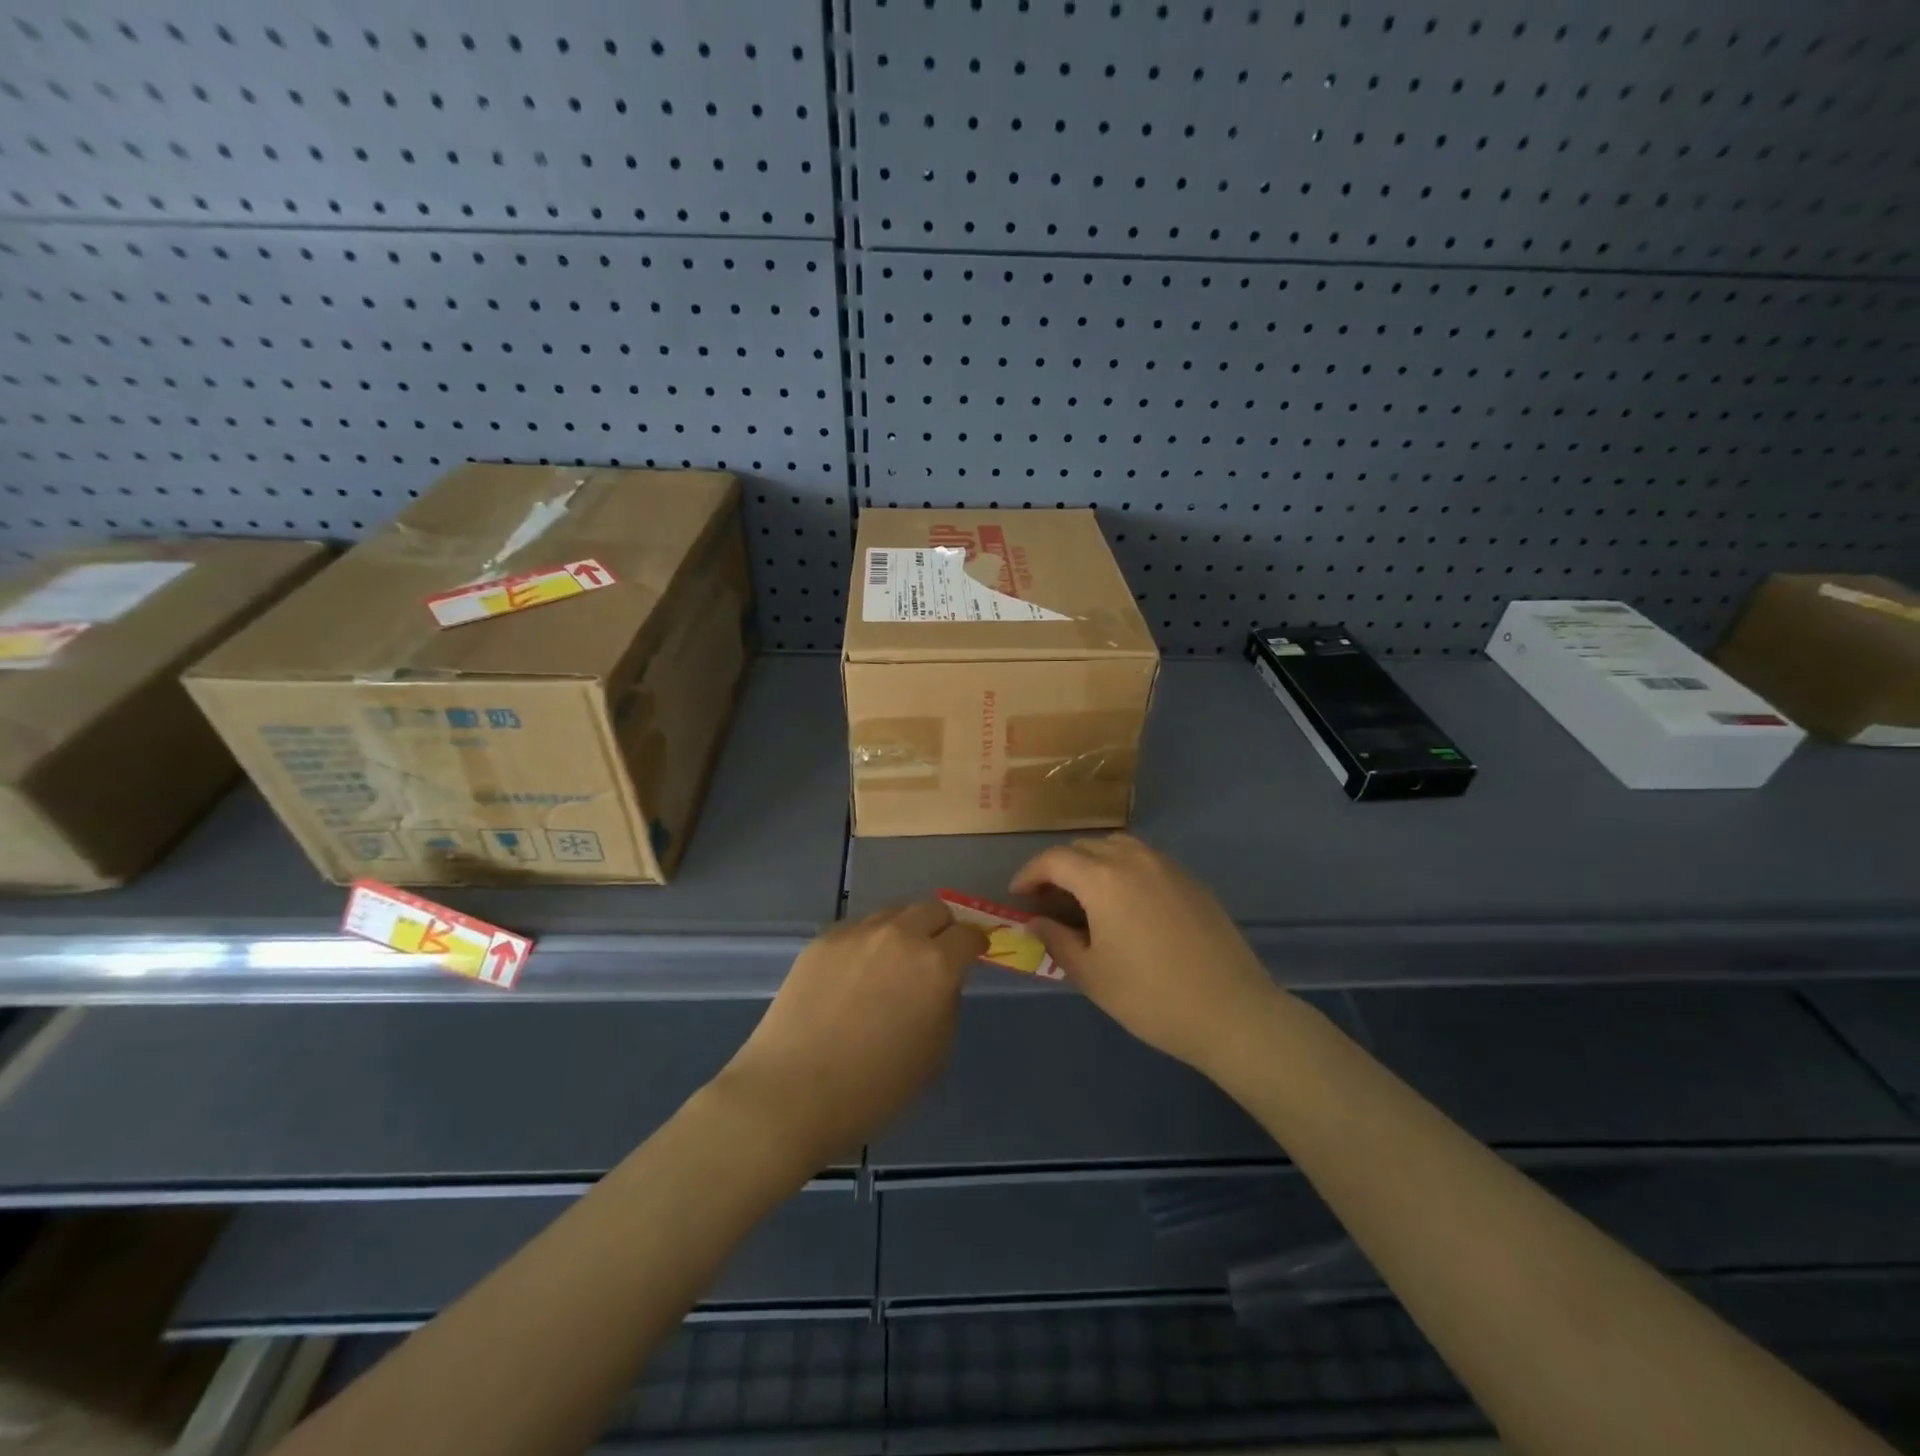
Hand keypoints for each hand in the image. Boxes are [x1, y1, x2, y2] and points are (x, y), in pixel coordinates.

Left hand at [715, 902, 987, 1166]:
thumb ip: (946, 1006)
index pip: (969, 934)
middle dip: (942, 927)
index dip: (975, 944)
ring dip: (904, 930)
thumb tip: (940, 984)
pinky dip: (867, 943)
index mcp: (936, 965)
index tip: (973, 956)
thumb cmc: (874, 1089)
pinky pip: (857, 929)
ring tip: (892, 962)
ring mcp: (857, 933)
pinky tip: (854, 974)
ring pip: (893, 912)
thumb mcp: (934, 1055)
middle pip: (933, 908)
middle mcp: (900, 935)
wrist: (791, 1092)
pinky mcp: (822, 940)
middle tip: (936, 953)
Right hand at [1012, 834, 1277, 1074]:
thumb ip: (1057, 941)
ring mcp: (1168, 866)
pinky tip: (1126, 904)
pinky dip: (1123, 869)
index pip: (1054, 859)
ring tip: (1086, 896)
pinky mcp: (1192, 880)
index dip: (1030, 874)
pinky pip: (1146, 860)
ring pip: (1118, 847)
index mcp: (1103, 879)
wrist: (1231, 1011)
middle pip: (1085, 847)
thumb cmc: (1151, 997)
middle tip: (1049, 899)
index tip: (1018, 895)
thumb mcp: (1092, 975)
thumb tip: (1038, 921)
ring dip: (1092, 862)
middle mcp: (1134, 860)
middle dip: (1059, 867)